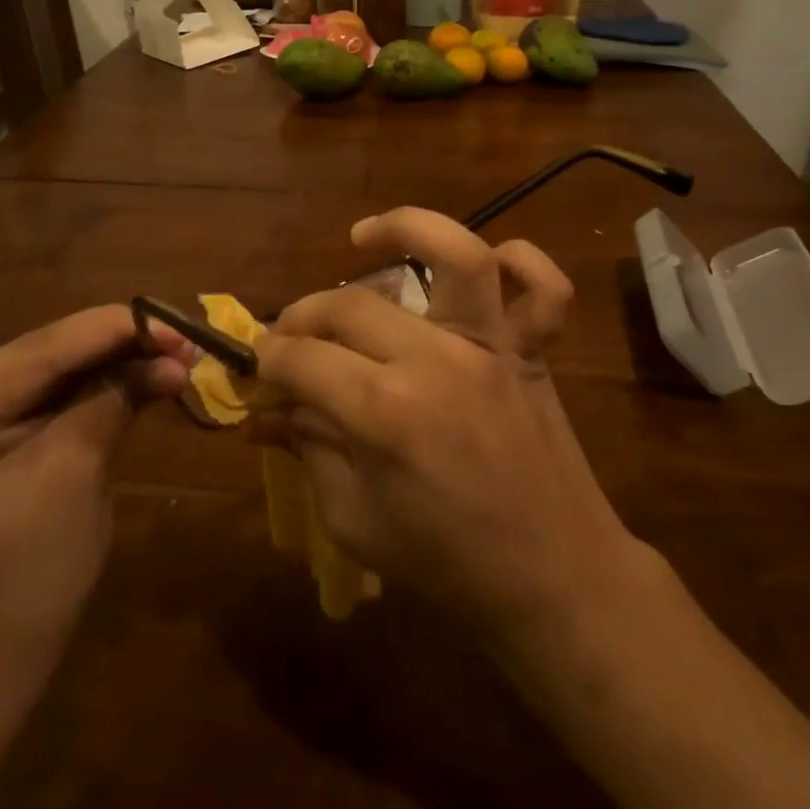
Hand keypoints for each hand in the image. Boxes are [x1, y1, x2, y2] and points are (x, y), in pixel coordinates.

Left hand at [0, 306, 192, 708]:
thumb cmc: (23, 583)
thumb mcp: (71, 478)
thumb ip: (113, 402)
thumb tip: (171, 357)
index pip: (34, 352)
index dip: (109, 330)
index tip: (173, 321)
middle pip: (38, 360)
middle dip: (113, 347)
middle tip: (180, 337)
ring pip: (46, 378)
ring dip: (109, 367)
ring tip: (170, 353)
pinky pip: (43, 405)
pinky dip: (92, 393)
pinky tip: (135, 377)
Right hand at [253, 208, 638, 647]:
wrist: (554, 580)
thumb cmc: (447, 564)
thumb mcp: (354, 519)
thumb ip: (309, 451)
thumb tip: (268, 411)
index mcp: (385, 413)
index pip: (302, 360)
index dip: (266, 362)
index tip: (255, 372)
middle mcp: (437, 360)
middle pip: (349, 306)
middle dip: (300, 317)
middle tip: (287, 342)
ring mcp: (491, 347)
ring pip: (457, 255)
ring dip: (406, 229)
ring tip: (363, 237)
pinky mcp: (533, 351)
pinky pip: (544, 289)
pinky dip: (523, 260)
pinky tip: (484, 263)